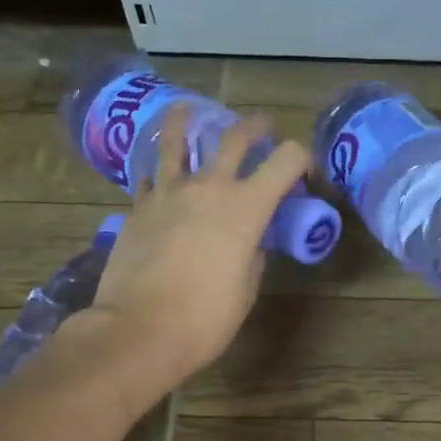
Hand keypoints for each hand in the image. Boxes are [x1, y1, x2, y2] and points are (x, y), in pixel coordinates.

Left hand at [77, 104, 309, 397]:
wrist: (139, 330)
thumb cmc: (206, 318)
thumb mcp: (247, 287)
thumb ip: (253, 253)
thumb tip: (249, 240)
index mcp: (247, 207)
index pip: (286, 160)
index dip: (301, 158)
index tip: (303, 171)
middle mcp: (209, 187)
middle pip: (235, 138)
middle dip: (255, 127)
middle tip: (262, 126)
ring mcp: (167, 193)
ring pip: (176, 140)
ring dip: (186, 121)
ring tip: (188, 110)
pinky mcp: (137, 208)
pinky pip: (150, 176)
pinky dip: (159, 170)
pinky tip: (160, 172)